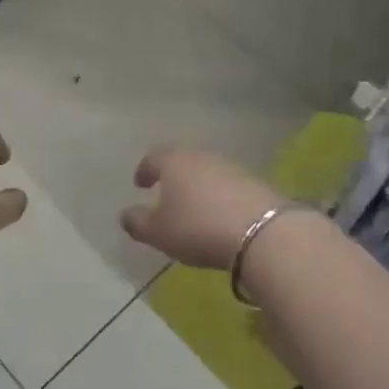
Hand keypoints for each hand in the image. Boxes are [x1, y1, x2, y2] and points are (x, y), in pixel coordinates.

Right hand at [120, 145, 284, 269]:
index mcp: (173, 161)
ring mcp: (230, 166)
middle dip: (172, 175)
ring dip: (197, 185)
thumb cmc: (198, 227)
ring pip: (206, 170)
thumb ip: (138, 223)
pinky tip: (220, 213)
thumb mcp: (159, 232)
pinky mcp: (254, 181)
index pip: (153, 157)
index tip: (140, 184)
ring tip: (194, 206)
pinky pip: (228, 184)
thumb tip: (126, 215)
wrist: (261, 232)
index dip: (144, 170)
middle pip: (181, 160)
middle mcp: (200, 156)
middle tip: (166, 192)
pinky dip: (219, 195)